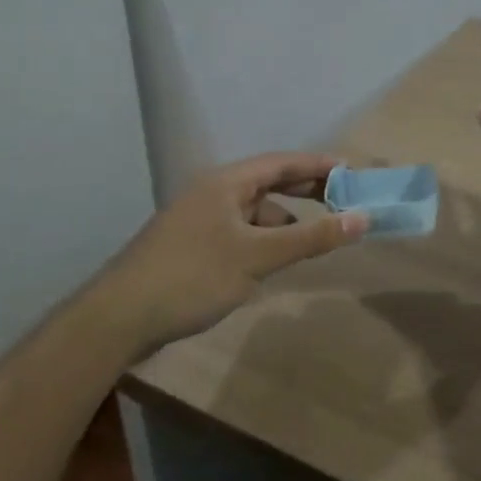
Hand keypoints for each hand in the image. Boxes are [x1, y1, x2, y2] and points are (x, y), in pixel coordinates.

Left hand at [109, 152, 369, 353]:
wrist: (118, 318)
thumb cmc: (192, 276)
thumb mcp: (257, 257)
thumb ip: (311, 237)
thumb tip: (363, 218)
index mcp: (227, 182)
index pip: (283, 162)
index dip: (319, 164)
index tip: (352, 171)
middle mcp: (213, 192)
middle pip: (269, 183)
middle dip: (305, 192)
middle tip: (343, 201)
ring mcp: (200, 219)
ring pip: (254, 212)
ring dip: (284, 223)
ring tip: (312, 244)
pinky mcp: (192, 246)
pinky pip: (240, 233)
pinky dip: (262, 242)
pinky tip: (271, 265)